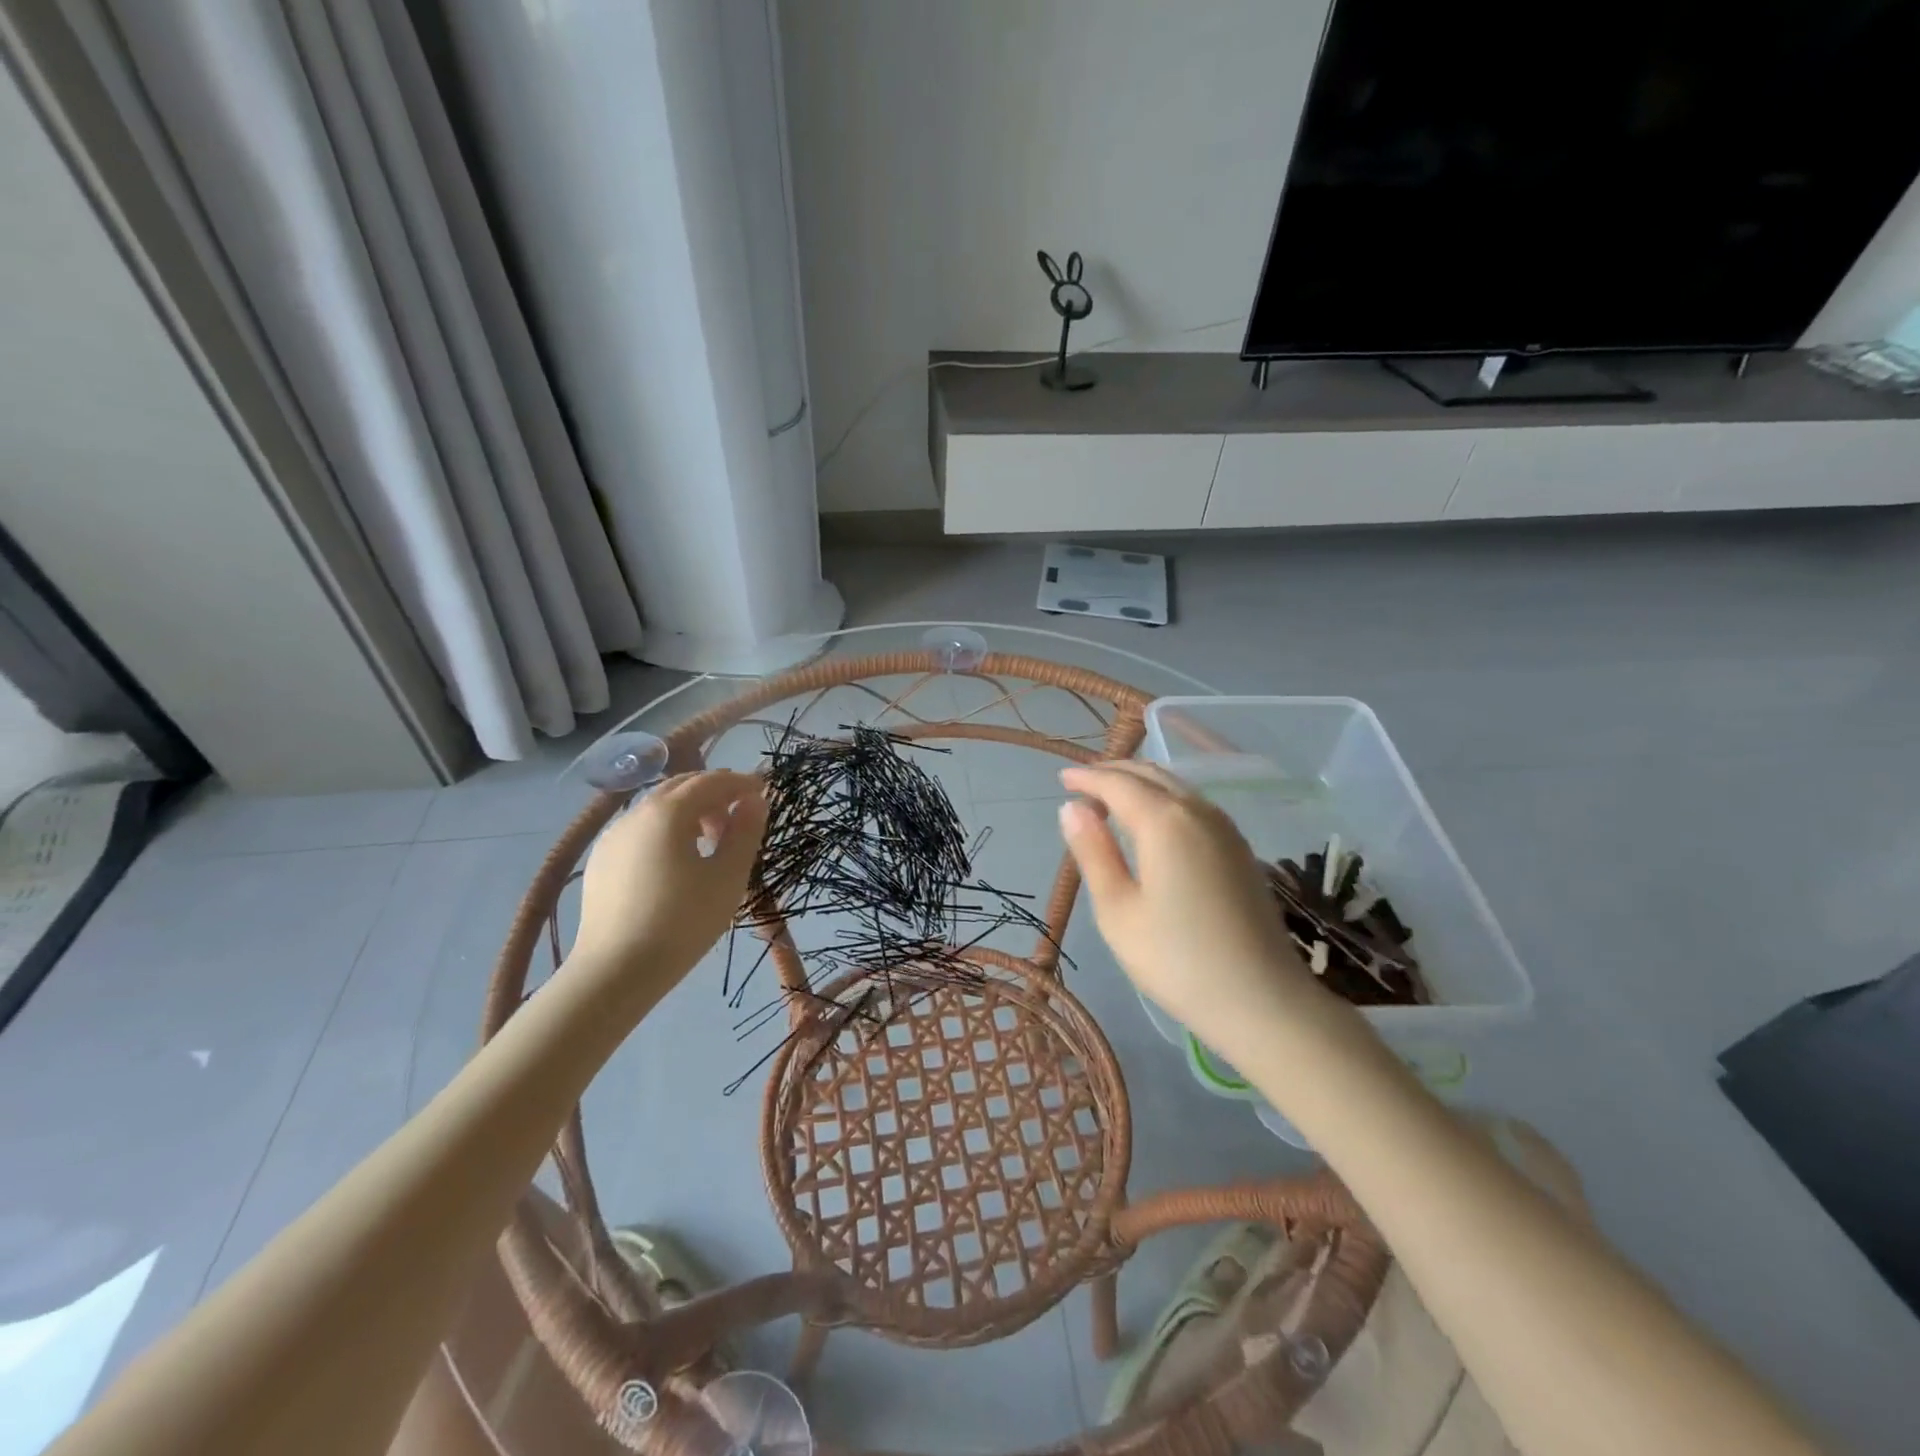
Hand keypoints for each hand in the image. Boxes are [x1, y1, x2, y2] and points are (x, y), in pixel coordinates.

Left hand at [572, 770, 766, 999]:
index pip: (711, 781)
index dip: (741, 783)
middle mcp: (636, 813)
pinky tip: (677, 860)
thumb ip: (745, 832)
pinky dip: (666, 829)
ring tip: (711, 841)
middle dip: (714, 793)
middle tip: (740, 816)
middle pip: (681, 787)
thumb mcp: (728, 877)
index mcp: (668, 812)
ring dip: (690, 811)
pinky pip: (641, 829)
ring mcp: (613, 836)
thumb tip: (754, 801)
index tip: (764, 791)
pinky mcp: (601, 860)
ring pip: (658, 807)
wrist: (615, 971)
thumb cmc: (683, 922)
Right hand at [1057, 761, 1332, 1059]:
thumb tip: (1072, 808)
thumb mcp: (1117, 911)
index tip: (1062, 778)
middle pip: (1151, 775)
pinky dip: (1165, 799)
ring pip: (1176, 787)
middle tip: (1082, 785)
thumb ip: (1093, 853)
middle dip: (1114, 772)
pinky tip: (1153, 823)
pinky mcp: (1240, 849)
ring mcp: (1226, 829)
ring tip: (1111, 799)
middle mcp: (1199, 811)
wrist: (1263, 1001)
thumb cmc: (1177, 961)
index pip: (1118, 783)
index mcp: (1165, 822)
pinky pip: (1194, 805)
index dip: (1087, 777)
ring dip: (1141, 784)